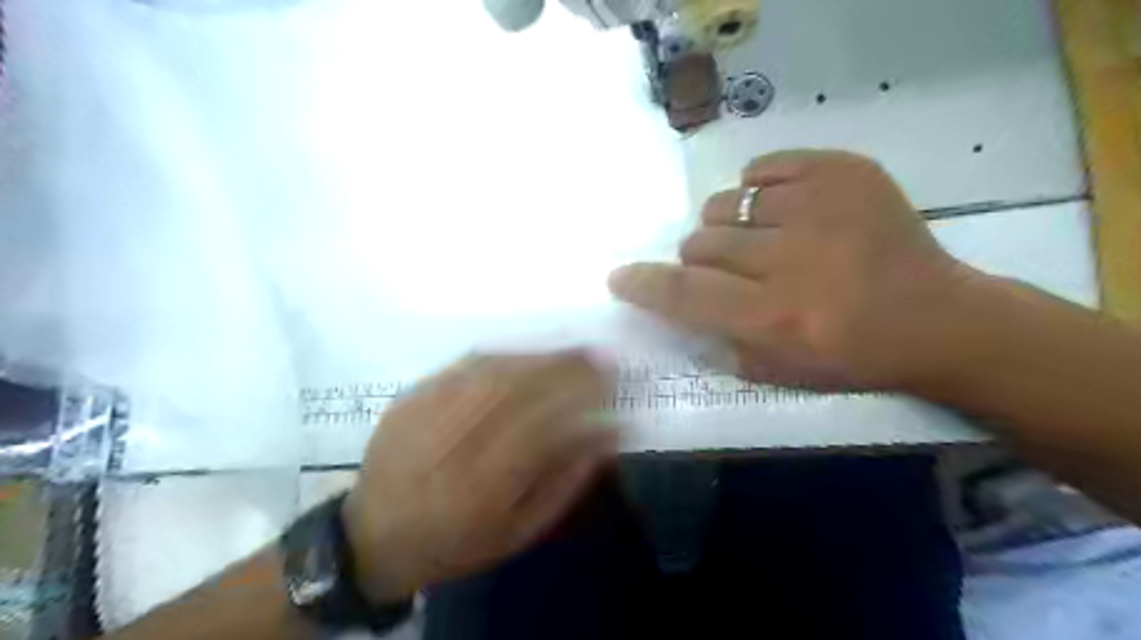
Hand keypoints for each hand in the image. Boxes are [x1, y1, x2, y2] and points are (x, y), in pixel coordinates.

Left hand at [343, 353, 619, 601]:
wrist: (372, 535)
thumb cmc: (455, 541)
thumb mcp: (518, 531)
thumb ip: (565, 483)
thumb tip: (608, 435)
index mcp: (481, 488)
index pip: (542, 426)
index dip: (580, 398)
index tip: (611, 382)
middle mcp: (452, 444)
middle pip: (516, 389)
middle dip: (564, 366)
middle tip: (598, 354)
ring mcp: (426, 414)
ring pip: (491, 370)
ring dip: (538, 354)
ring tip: (570, 348)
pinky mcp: (410, 397)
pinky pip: (462, 365)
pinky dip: (503, 353)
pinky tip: (526, 351)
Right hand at [610, 150, 986, 390]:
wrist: (938, 318)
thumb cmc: (851, 356)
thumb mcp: (777, 371)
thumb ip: (716, 338)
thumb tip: (675, 299)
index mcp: (776, 317)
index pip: (684, 292)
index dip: (643, 283)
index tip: (621, 276)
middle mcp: (793, 260)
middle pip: (700, 242)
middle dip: (699, 260)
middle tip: (728, 271)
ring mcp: (822, 206)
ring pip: (727, 204)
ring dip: (730, 227)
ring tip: (762, 241)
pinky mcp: (845, 171)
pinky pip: (764, 169)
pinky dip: (761, 190)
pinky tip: (784, 210)